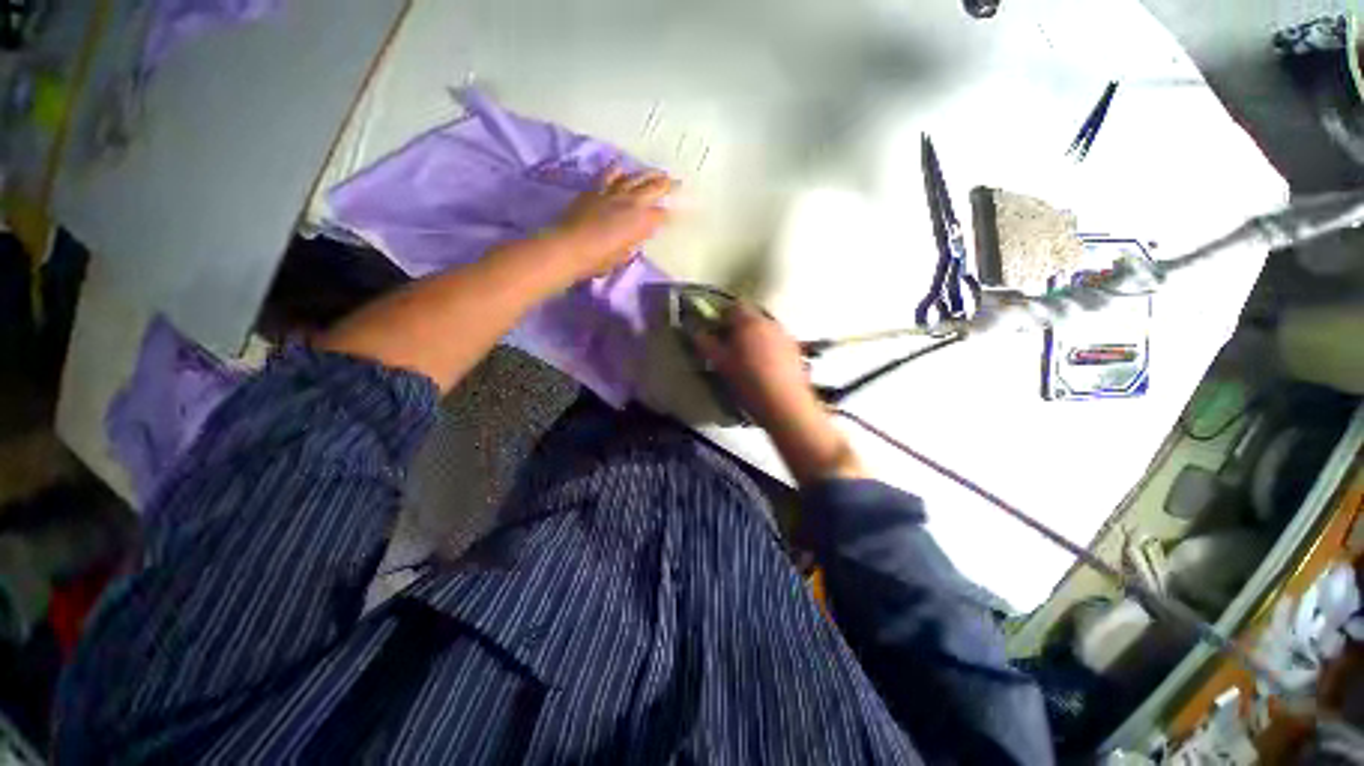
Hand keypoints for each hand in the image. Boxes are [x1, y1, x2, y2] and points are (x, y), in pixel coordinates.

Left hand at [550, 167, 673, 280]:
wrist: (570, 246)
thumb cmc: (599, 259)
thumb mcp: (623, 256)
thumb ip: (632, 243)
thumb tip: (635, 238)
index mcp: (641, 222)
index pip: (661, 215)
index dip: (668, 215)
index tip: (673, 215)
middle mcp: (631, 202)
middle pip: (654, 188)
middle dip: (667, 185)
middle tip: (676, 182)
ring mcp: (613, 192)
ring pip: (635, 177)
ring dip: (648, 174)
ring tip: (656, 172)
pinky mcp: (596, 189)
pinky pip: (610, 175)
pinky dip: (619, 171)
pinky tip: (622, 169)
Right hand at [695, 305, 821, 429]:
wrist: (784, 403)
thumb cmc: (748, 381)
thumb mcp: (720, 364)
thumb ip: (706, 344)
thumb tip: (698, 332)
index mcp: (748, 322)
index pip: (734, 307)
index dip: (723, 317)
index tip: (717, 332)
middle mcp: (769, 322)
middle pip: (751, 317)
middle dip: (740, 327)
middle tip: (730, 347)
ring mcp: (786, 335)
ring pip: (765, 329)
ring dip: (755, 338)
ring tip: (749, 359)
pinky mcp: (797, 350)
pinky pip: (777, 341)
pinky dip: (769, 348)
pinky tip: (766, 368)